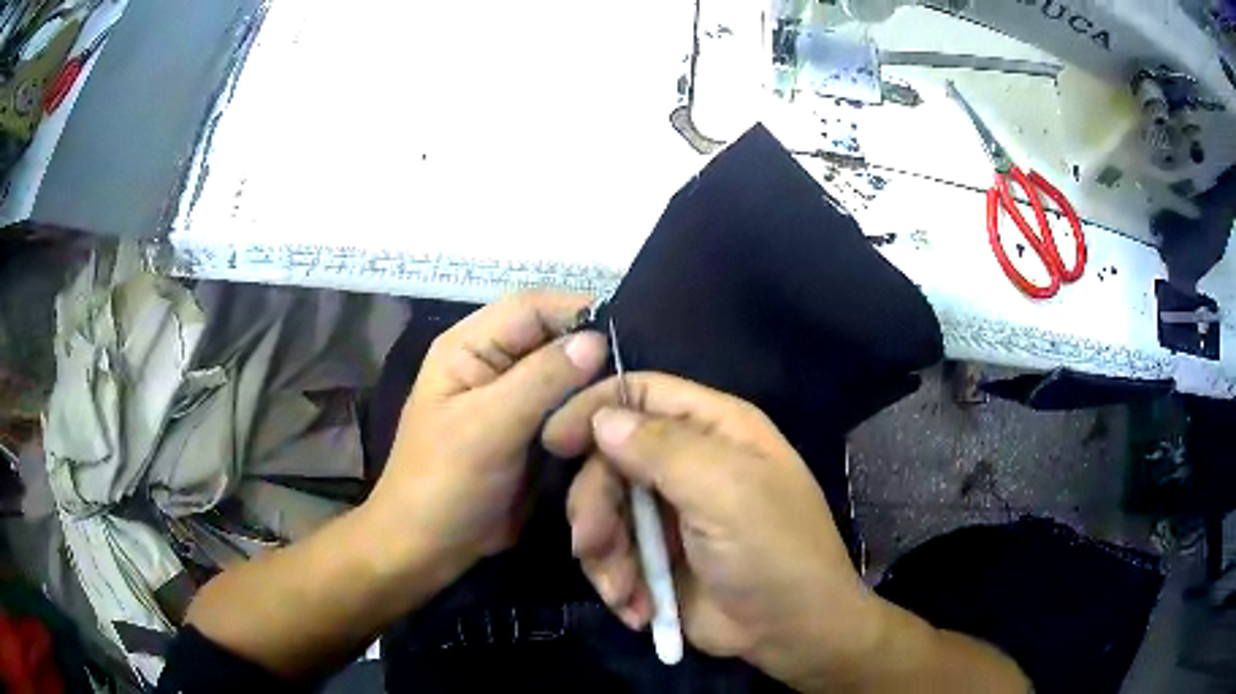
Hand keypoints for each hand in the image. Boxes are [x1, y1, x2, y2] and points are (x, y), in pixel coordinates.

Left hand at [366, 292, 607, 579]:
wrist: (430, 547)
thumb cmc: (443, 483)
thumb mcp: (486, 428)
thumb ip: (540, 380)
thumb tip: (596, 339)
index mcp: (471, 347)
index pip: (532, 307)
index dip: (577, 312)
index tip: (626, 337)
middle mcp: (496, 364)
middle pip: (555, 340)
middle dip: (593, 356)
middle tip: (637, 380)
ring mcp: (517, 400)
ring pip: (569, 378)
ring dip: (596, 390)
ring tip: (632, 406)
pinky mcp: (533, 433)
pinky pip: (571, 412)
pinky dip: (592, 418)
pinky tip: (618, 429)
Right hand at [542, 373, 883, 689]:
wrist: (791, 632)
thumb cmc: (772, 552)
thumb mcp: (726, 493)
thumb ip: (663, 449)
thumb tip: (603, 419)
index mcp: (715, 429)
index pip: (641, 392)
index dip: (594, 409)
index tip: (554, 442)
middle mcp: (689, 462)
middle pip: (610, 458)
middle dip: (595, 504)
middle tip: (591, 543)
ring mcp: (670, 512)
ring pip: (604, 510)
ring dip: (603, 553)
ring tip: (623, 590)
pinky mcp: (657, 555)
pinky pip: (612, 553)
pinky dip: (616, 580)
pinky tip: (637, 606)